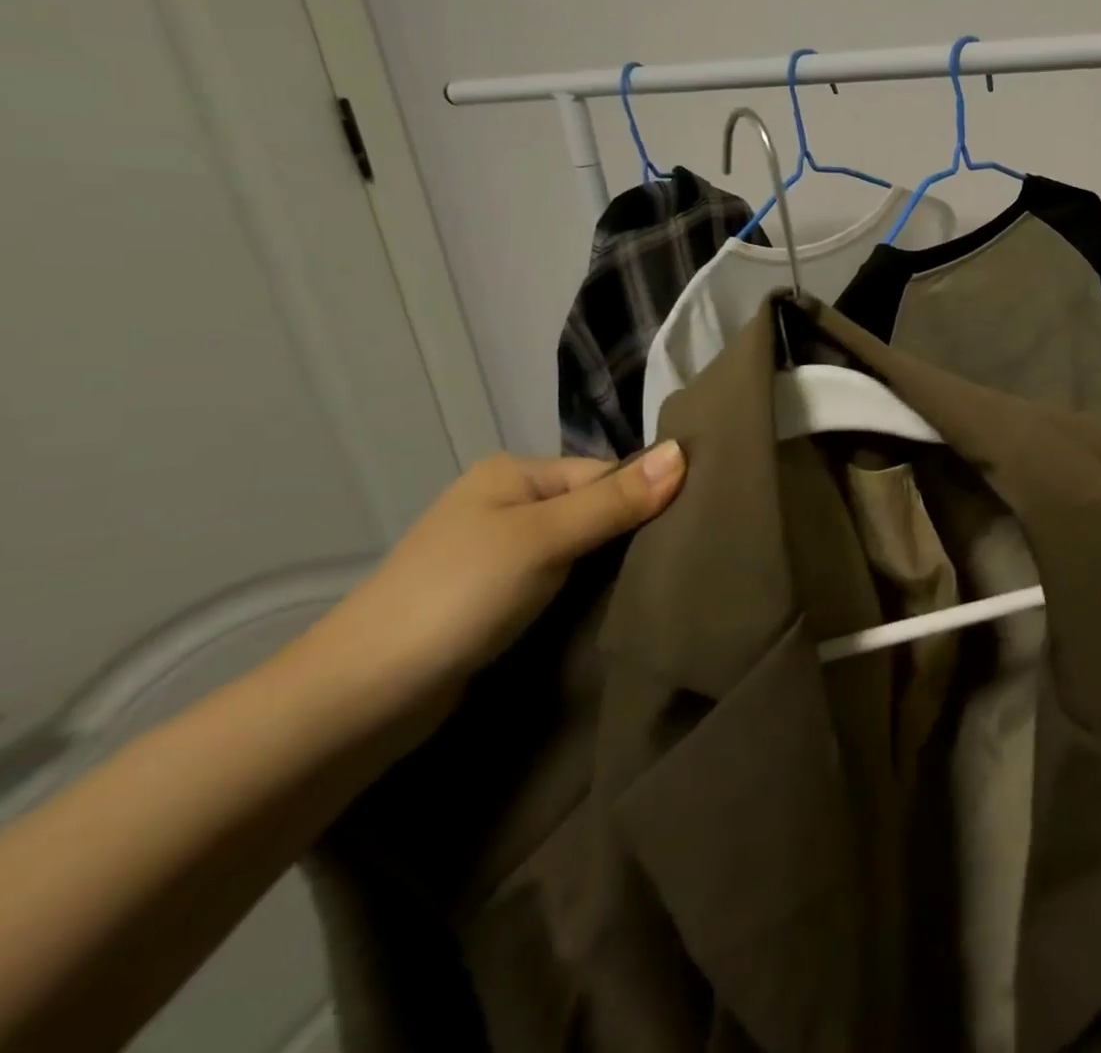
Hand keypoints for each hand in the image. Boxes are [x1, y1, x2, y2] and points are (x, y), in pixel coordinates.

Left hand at [313, 444, 685, 708]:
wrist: (364, 696)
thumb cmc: (458, 597)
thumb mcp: (546, 539)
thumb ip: (616, 500)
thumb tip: (684, 451)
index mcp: (514, 473)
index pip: (606, 474)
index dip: (645, 499)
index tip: (689, 529)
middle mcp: (508, 503)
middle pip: (595, 508)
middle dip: (631, 534)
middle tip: (679, 562)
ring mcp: (500, 553)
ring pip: (581, 548)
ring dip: (611, 567)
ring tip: (656, 586)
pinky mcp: (498, 598)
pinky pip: (561, 579)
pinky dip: (586, 591)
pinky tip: (612, 606)